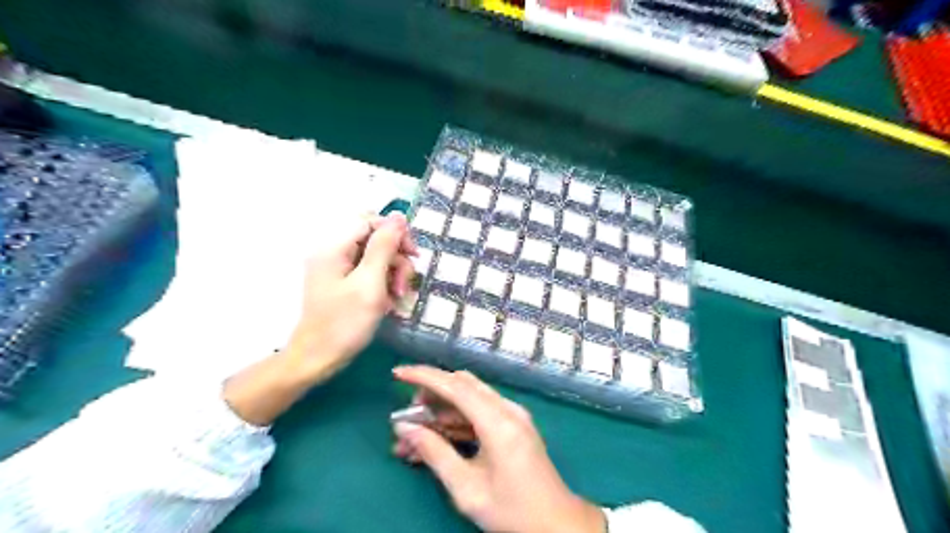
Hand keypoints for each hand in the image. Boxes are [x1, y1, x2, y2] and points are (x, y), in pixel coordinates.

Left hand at [284, 213, 417, 383]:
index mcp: (335, 248)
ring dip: (393, 275)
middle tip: (403, 285)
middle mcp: (334, 253)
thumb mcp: (370, 283)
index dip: (395, 233)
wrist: (318, 360)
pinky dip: (383, 285)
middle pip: (375, 240)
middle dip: (396, 259)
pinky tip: (389, 303)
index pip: (371, 222)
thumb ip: (384, 247)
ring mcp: (338, 270)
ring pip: (376, 258)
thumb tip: (399, 215)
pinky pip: (369, 273)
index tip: (413, 255)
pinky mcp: (343, 284)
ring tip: (397, 298)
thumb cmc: (344, 323)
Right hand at [391, 364, 600, 532]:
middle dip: (431, 393)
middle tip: (407, 415)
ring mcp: (513, 415)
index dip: (424, 376)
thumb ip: (435, 453)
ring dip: (441, 411)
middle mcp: (507, 409)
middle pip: (463, 385)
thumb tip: (405, 429)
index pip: (455, 386)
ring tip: (414, 435)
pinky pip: (480, 412)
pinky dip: (457, 421)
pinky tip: (437, 440)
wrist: (557, 523)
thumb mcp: (467, 488)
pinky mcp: (513, 425)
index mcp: (498, 421)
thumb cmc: (512, 510)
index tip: (398, 373)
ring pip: (470, 398)